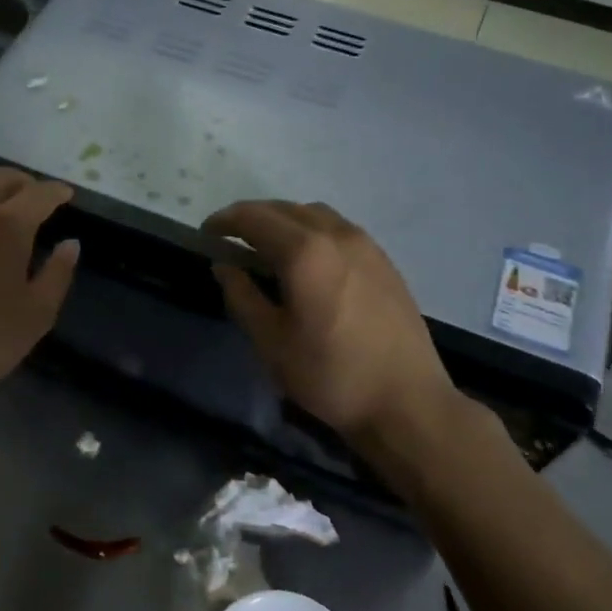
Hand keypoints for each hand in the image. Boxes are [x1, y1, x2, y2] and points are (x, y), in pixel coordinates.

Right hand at [205, 200, 456, 439]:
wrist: (406, 401)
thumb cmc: (330, 374)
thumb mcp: (271, 342)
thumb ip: (242, 296)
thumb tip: (224, 265)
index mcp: (304, 252)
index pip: (254, 218)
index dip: (224, 221)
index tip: (205, 234)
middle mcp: (336, 235)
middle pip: (284, 209)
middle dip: (252, 218)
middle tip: (230, 239)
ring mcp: (365, 244)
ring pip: (314, 214)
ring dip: (283, 220)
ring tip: (266, 246)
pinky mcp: (383, 260)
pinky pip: (338, 228)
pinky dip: (311, 230)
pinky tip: (306, 259)